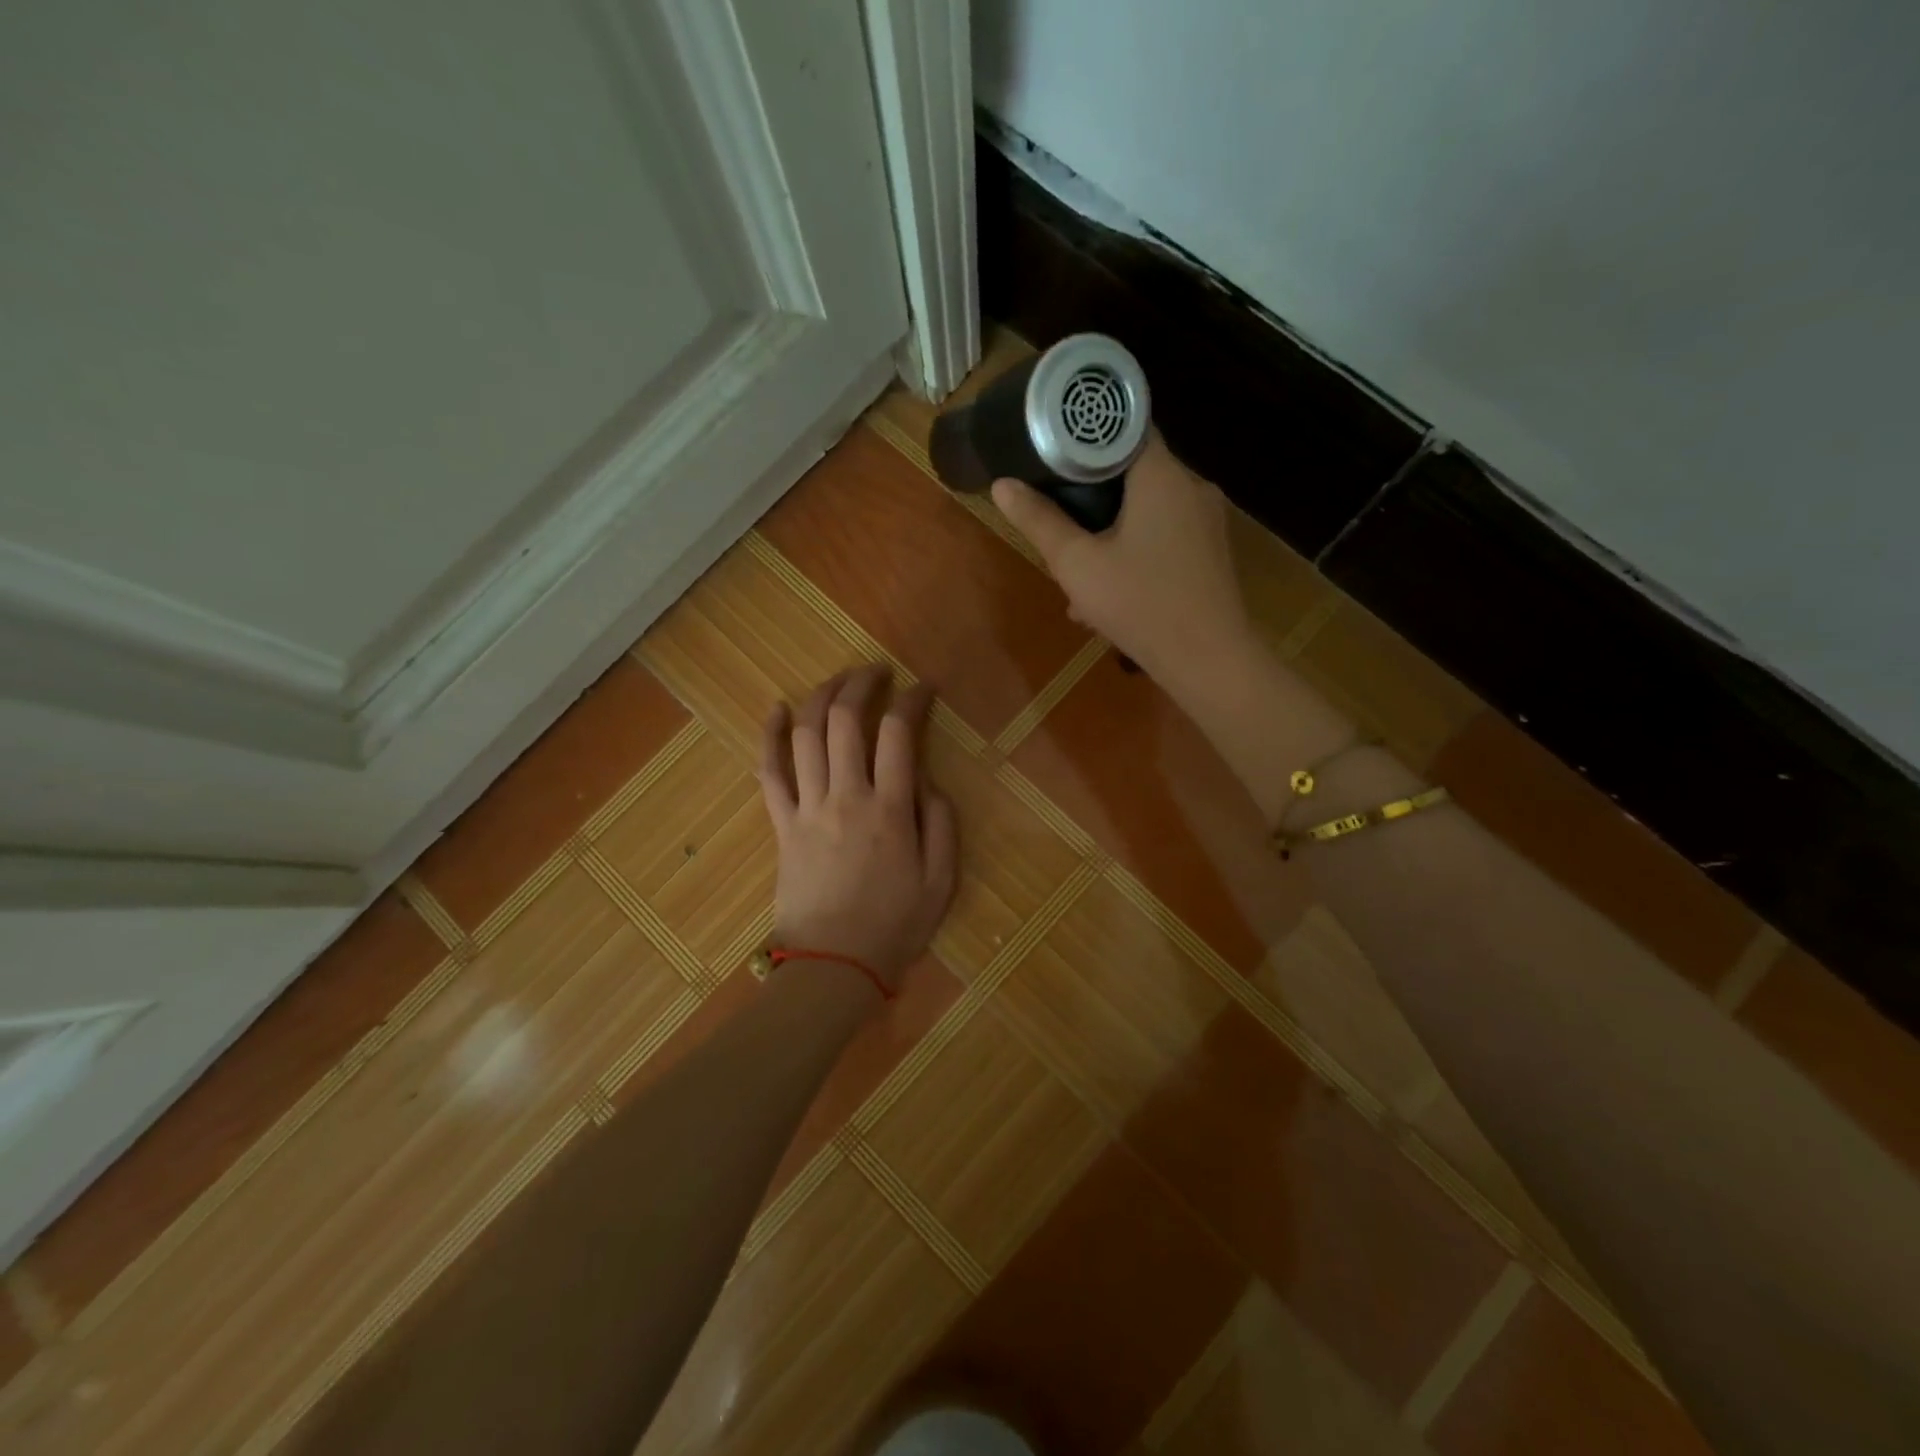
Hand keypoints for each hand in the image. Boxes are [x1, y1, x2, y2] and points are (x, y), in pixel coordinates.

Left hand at [758, 667, 958, 993]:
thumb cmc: (894, 926)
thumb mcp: (941, 880)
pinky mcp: (782, 825)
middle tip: (877, 673)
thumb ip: (941, 822)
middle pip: (846, 720)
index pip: (899, 733)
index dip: (913, 700)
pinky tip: (777, 708)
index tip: (924, 688)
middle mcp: (846, 797)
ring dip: (822, 697)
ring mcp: (808, 808)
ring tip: (839, 680)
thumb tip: (925, 778)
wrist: (834, 965)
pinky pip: (769, 772)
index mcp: (890, 810)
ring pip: (807, 735)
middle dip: (862, 684)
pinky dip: (770, 736)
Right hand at [991, 432, 1252, 680]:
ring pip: (1148, 509)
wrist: (1209, 661)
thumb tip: (1002, 485)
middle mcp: (1192, 486)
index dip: (1086, 437)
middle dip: (1092, 495)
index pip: (1124, 428)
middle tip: (1059, 519)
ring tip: (1078, 568)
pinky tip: (1110, 591)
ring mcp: (1208, 521)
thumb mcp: (1077, 564)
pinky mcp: (1211, 552)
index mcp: (1162, 475)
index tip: (1054, 454)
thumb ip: (1039, 521)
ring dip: (1111, 531)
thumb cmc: (1140, 604)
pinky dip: (1136, 550)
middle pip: (1134, 472)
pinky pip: (1165, 535)